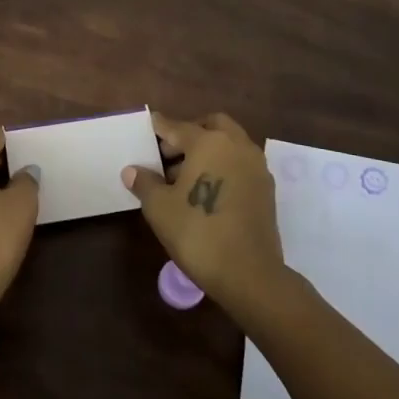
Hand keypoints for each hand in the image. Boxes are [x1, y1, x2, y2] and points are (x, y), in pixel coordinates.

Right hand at [123, 111, 287, 316]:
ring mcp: (256, 166)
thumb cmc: (197, 232)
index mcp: (209, 142)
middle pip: (211, 125)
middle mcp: (236, 146)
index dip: (159, 127)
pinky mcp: (266, 189)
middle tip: (169, 153)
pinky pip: (240, 164)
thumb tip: (132, 170)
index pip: (177, 127)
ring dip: (209, 150)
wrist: (249, 273)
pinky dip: (224, 166)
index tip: (148, 125)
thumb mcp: (159, 208)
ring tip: (184, 176)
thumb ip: (145, 183)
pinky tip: (206, 190)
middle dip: (190, 132)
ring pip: (229, 144)